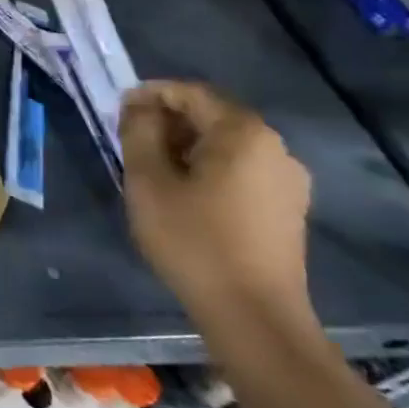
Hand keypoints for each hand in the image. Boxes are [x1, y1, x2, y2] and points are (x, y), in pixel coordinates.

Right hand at [119, 81, 312, 323]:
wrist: (253, 314)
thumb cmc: (193, 239)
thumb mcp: (148, 180)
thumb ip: (139, 132)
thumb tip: (139, 106)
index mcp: (243, 132)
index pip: (191, 93)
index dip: (151, 94)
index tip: (118, 109)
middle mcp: (275, 147)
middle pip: (213, 116)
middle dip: (169, 121)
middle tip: (131, 139)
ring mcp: (288, 180)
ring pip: (227, 145)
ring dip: (188, 146)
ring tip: (153, 168)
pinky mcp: (289, 208)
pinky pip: (242, 170)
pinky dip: (210, 168)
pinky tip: (186, 193)